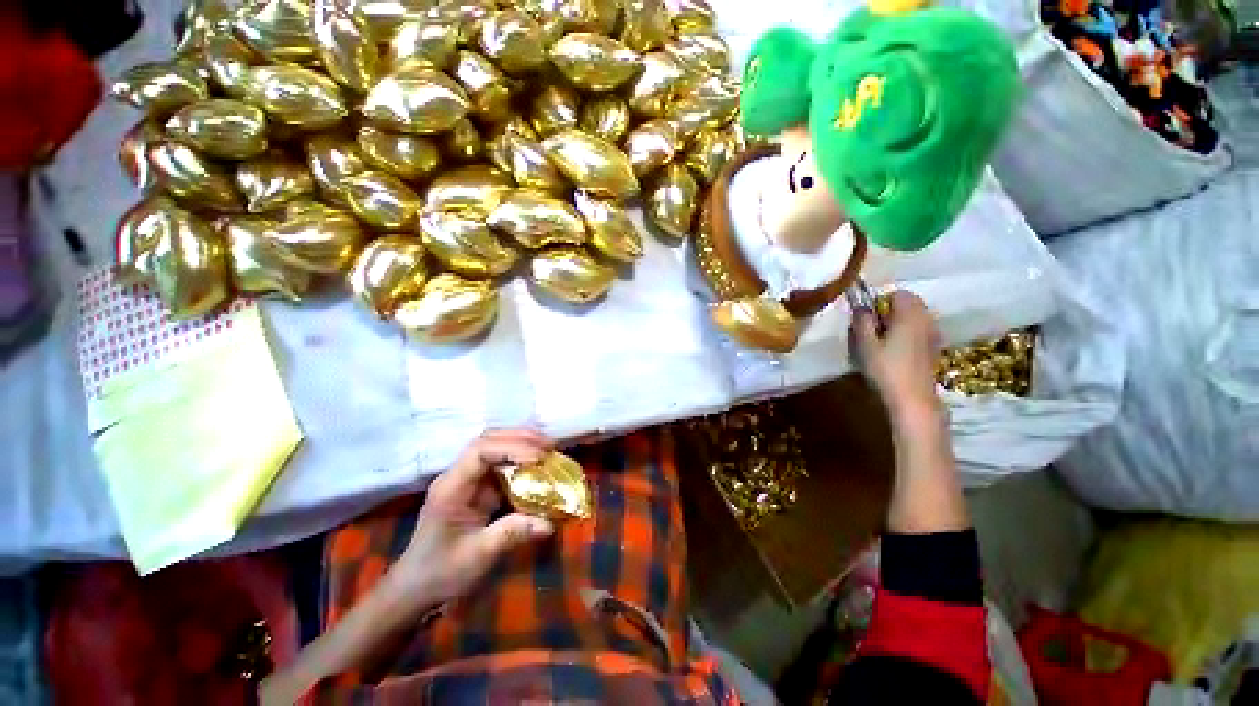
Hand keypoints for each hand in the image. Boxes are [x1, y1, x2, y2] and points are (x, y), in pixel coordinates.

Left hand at [395, 429, 556, 604]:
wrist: (416, 588)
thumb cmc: (441, 572)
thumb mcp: (478, 556)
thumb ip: (512, 534)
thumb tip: (549, 523)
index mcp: (451, 488)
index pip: (479, 452)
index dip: (511, 448)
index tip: (537, 458)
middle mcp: (458, 476)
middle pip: (487, 441)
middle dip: (520, 438)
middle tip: (549, 446)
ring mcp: (467, 480)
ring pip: (494, 447)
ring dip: (522, 444)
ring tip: (547, 449)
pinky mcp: (477, 488)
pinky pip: (500, 464)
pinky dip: (521, 460)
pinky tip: (538, 464)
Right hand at [850, 290, 942, 420]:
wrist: (913, 398)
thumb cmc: (886, 369)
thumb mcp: (866, 344)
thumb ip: (862, 322)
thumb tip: (861, 307)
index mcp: (909, 315)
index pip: (899, 293)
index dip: (881, 300)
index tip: (868, 315)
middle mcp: (926, 319)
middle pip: (911, 303)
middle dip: (892, 309)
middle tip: (874, 327)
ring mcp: (934, 333)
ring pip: (917, 316)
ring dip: (901, 320)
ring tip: (884, 339)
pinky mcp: (935, 347)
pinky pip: (921, 329)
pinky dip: (910, 331)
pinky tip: (897, 349)